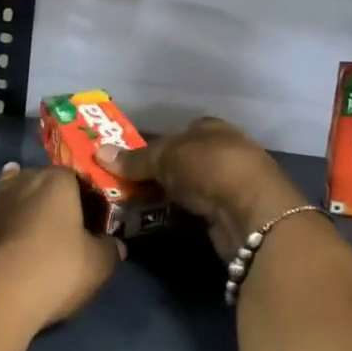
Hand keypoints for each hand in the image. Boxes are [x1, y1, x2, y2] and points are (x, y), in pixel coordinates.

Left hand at [0, 163, 124, 330]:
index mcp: (54, 183)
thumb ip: (108, 251)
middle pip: (33, 180)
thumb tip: (115, 245)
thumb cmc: (54, 272)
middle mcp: (16, 182)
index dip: (82, 196)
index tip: (88, 217)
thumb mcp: (97, 266)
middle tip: (52, 221)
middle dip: (42, 196)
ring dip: (7, 205)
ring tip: (15, 219)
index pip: (73, 177)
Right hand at [96, 116, 308, 261]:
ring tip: (132, 204)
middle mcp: (224, 152)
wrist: (253, 214)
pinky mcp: (230, 216)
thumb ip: (134, 159)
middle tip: (124, 183)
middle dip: (158, 172)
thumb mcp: (165, 157)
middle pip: (183, 160)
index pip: (180, 131)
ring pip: (188, 188)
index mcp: (212, 129)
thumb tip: (98, 152)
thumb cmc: (209, 168)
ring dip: (166, 196)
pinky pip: (195, 212)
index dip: (156, 142)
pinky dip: (177, 216)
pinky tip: (157, 221)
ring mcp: (229, 186)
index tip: (130, 157)